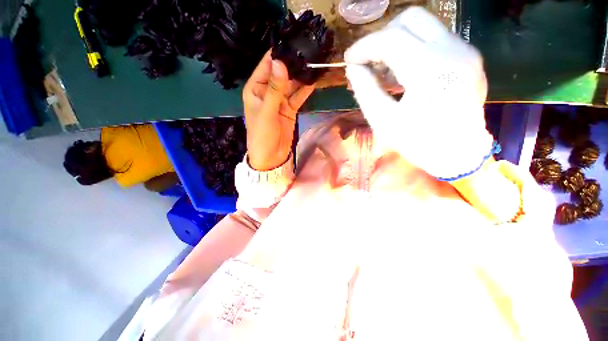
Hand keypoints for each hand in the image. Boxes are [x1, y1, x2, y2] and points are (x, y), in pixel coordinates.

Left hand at [243, 50, 314, 170]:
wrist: (271, 157)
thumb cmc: (262, 135)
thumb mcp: (267, 112)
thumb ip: (275, 89)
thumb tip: (280, 62)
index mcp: (255, 89)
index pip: (266, 65)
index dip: (278, 54)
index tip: (293, 41)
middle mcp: (268, 92)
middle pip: (281, 73)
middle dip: (293, 64)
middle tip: (309, 50)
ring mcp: (280, 101)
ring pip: (291, 84)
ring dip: (301, 76)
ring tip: (315, 62)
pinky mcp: (290, 109)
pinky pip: (298, 96)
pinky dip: (305, 90)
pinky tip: (314, 80)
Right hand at [345, 7, 493, 178]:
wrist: (460, 154)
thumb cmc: (419, 143)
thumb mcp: (383, 121)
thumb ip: (365, 90)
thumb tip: (353, 68)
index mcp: (431, 71)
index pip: (390, 39)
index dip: (364, 46)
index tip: (349, 59)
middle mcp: (453, 51)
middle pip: (410, 19)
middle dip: (382, 36)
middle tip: (368, 61)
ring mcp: (465, 51)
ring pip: (424, 25)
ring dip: (396, 41)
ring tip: (383, 69)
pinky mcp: (468, 57)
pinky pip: (434, 38)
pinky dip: (412, 48)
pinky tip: (402, 71)